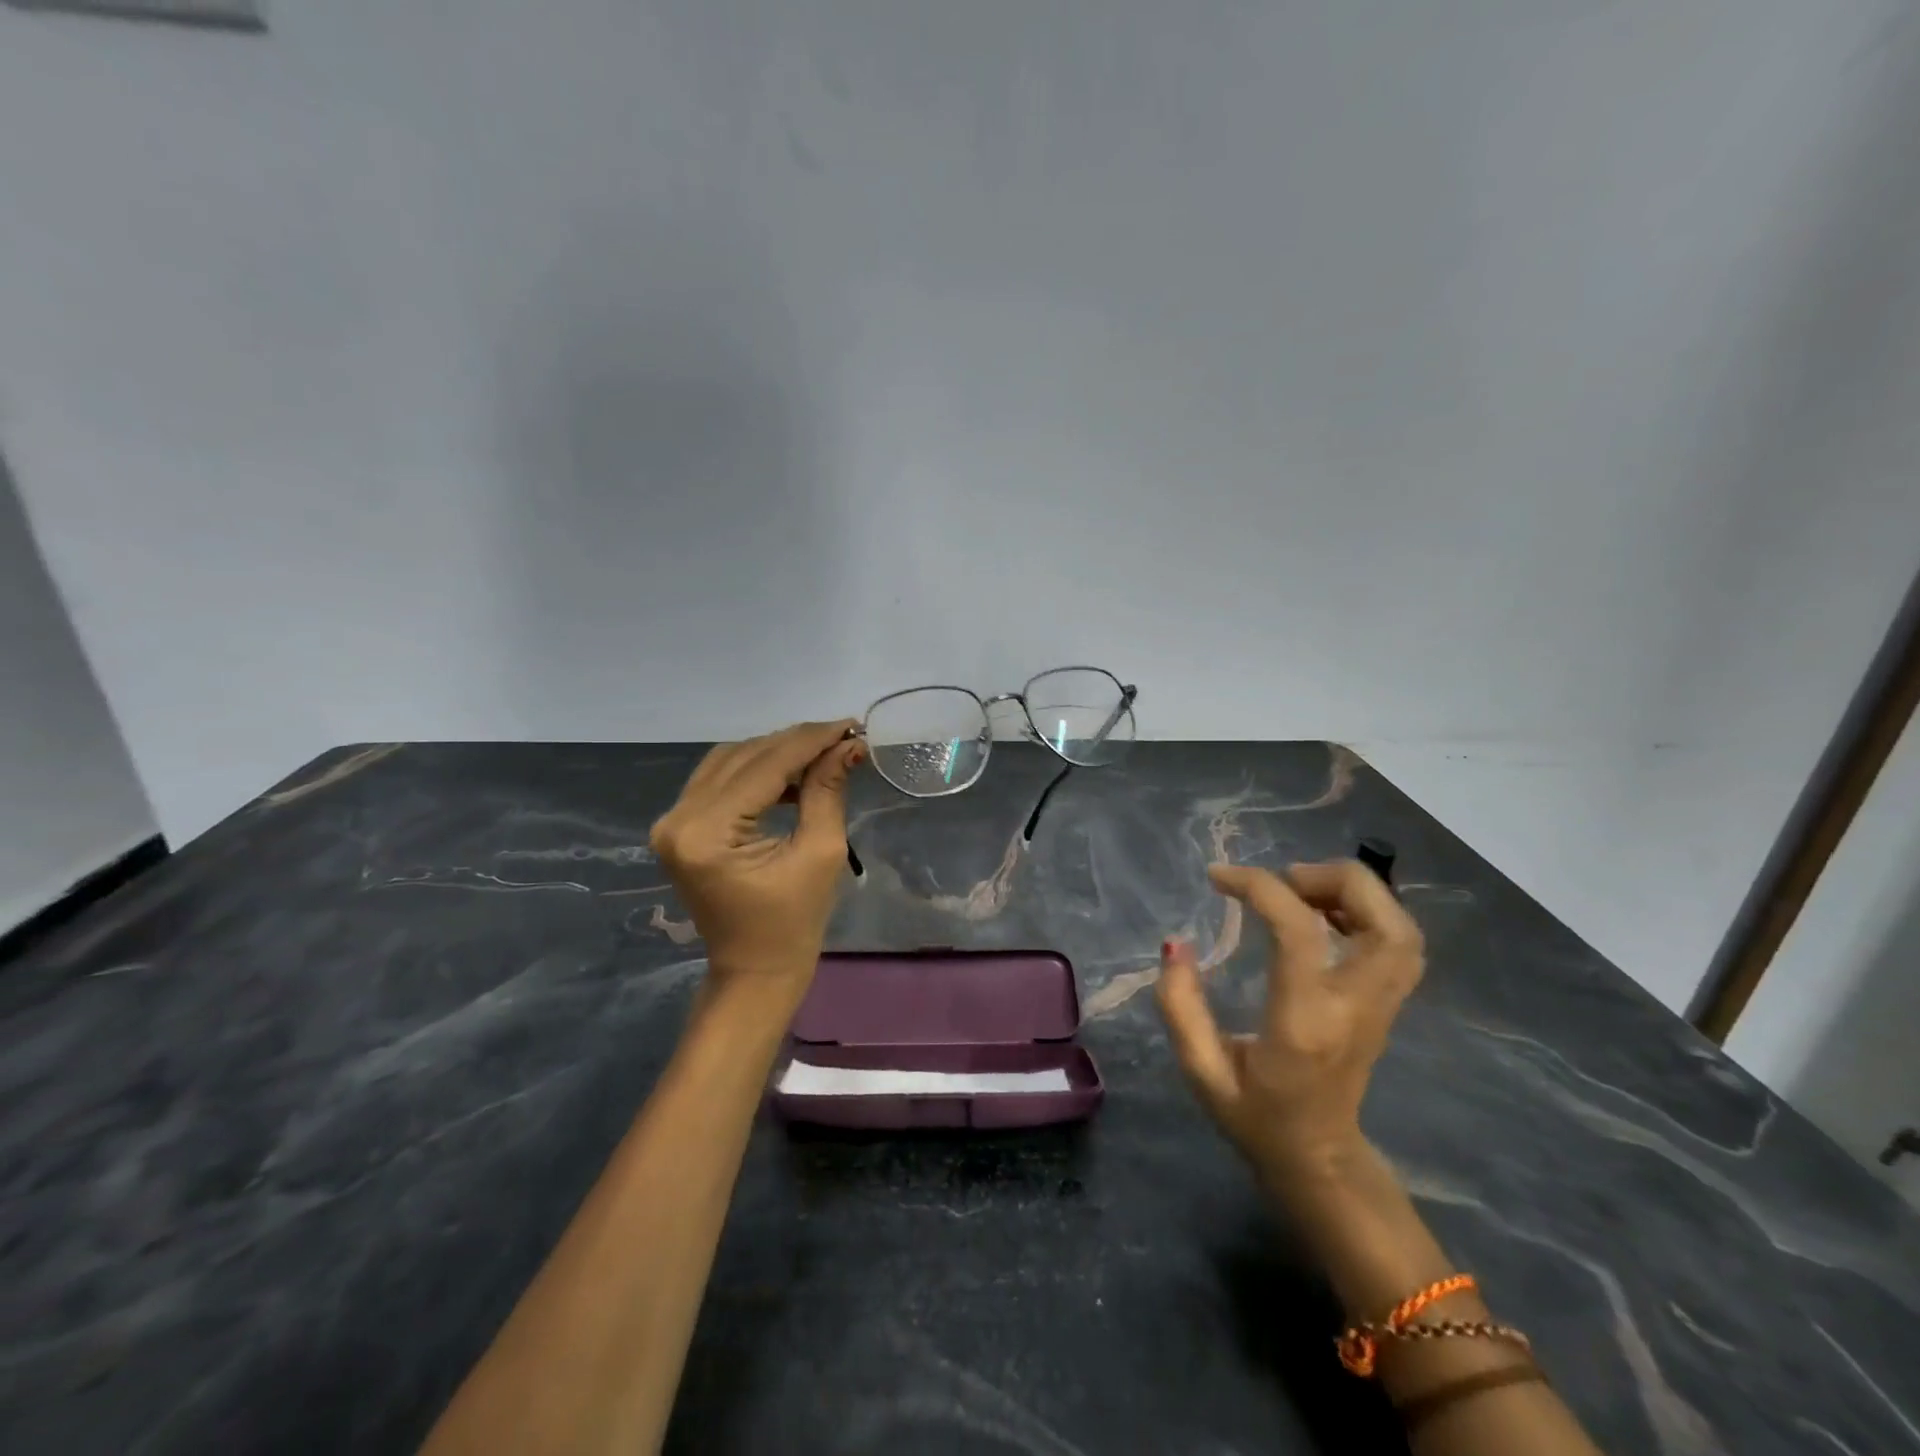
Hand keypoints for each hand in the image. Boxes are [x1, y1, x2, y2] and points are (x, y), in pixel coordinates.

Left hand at [649, 720, 864, 993]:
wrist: (754, 970)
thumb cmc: (794, 922)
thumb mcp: (820, 853)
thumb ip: (827, 790)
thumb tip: (849, 744)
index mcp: (707, 833)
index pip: (764, 766)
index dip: (810, 741)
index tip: (850, 725)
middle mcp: (677, 819)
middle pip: (743, 757)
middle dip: (796, 743)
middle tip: (843, 736)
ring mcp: (672, 822)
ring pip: (729, 761)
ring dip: (776, 752)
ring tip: (822, 754)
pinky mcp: (679, 826)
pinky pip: (719, 779)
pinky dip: (756, 770)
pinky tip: (792, 776)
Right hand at [1156, 861, 1423, 1187]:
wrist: (1319, 1161)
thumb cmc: (1255, 1117)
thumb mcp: (1202, 1071)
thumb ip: (1181, 1006)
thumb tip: (1175, 944)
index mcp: (1305, 1022)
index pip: (1300, 931)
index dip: (1259, 887)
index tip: (1218, 877)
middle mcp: (1356, 1007)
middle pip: (1385, 923)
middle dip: (1334, 879)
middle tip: (1283, 879)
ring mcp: (1381, 1007)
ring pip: (1403, 930)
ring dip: (1356, 893)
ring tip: (1301, 891)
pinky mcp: (1387, 1005)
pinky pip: (1399, 943)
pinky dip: (1369, 911)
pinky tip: (1322, 913)